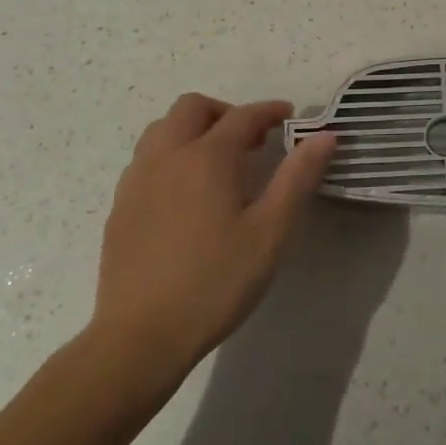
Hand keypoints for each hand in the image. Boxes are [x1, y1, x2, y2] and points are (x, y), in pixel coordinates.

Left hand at [86, 94, 336, 389]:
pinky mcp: (120, 208)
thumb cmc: (216, 281)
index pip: (243, 116)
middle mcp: (167, 157)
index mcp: (207, 158)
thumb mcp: (271, 231)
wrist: (141, 337)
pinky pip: (146, 160)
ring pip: (162, 130)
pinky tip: (187, 194)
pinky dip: (172, 156)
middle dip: (226, 113)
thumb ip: (297, 177)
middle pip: (192, 108)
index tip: (290, 117)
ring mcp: (137, 181)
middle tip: (252, 141)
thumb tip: (325, 135)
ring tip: (219, 163)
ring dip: (194, 130)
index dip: (270, 111)